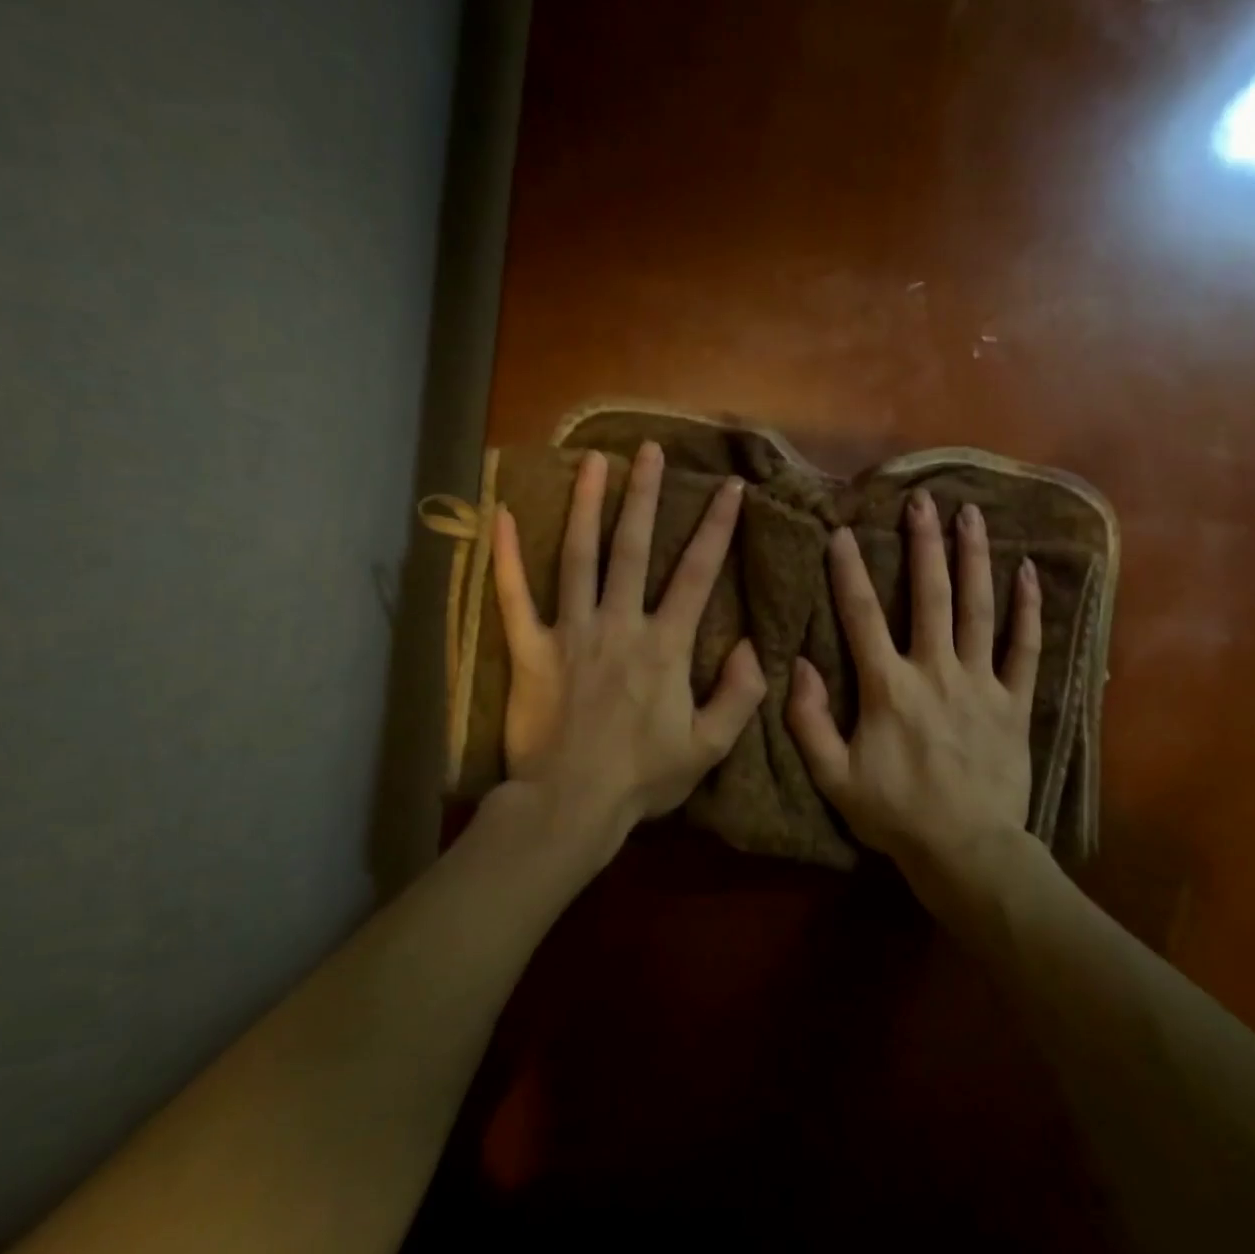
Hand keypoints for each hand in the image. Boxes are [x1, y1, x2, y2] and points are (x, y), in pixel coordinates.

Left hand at [492, 442, 766, 858]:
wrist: (572, 804)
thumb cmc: (644, 777)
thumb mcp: (708, 746)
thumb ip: (739, 695)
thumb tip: (753, 645)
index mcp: (665, 646)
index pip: (697, 574)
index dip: (717, 528)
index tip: (731, 488)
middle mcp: (620, 624)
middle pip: (634, 548)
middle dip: (646, 495)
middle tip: (650, 449)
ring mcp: (572, 632)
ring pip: (579, 557)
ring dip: (586, 505)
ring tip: (593, 461)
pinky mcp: (531, 650)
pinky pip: (515, 597)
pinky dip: (507, 556)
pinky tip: (501, 515)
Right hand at [786, 489, 1044, 905]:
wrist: (966, 850)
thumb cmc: (895, 814)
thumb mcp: (833, 777)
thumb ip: (808, 721)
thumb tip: (796, 665)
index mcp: (887, 687)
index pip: (862, 616)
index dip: (848, 572)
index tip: (841, 532)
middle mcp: (935, 671)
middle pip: (929, 595)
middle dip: (923, 544)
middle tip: (922, 499)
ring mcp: (981, 683)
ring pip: (978, 608)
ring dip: (973, 558)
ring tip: (971, 515)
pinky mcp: (1014, 701)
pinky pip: (1025, 648)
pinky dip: (1027, 609)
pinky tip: (1027, 572)